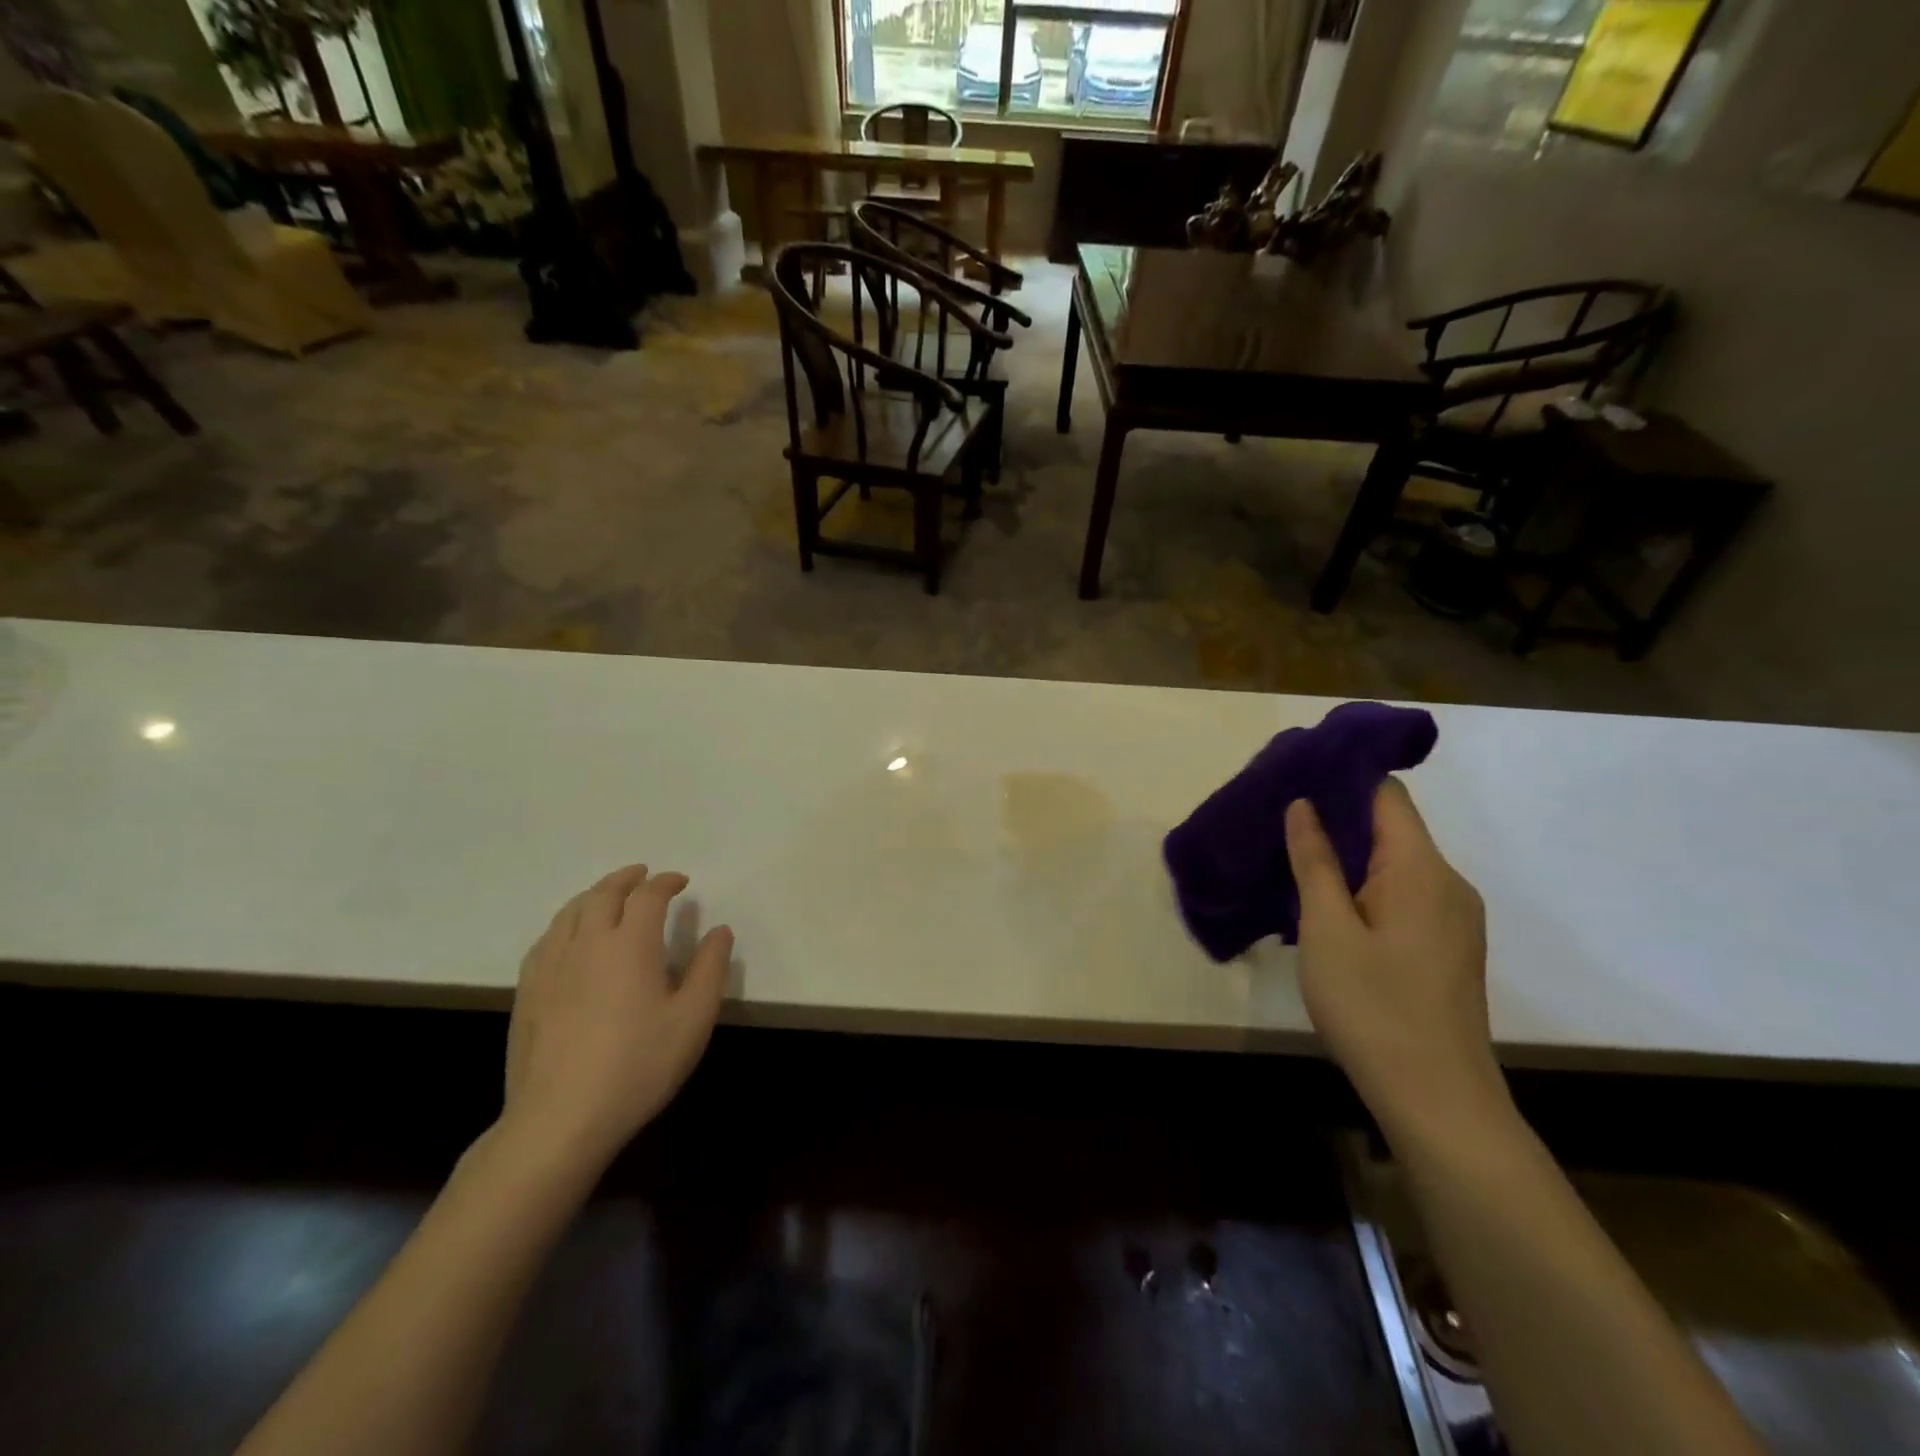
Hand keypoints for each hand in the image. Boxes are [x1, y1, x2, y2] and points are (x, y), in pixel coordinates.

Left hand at [502, 865, 732, 1174]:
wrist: (560, 1118)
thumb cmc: (638, 1065)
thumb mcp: (693, 1018)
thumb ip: (710, 968)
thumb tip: (720, 930)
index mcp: (631, 943)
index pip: (648, 895)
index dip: (666, 882)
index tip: (681, 882)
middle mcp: (588, 942)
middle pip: (604, 893)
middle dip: (627, 878)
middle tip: (644, 876)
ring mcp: (552, 965)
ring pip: (571, 911)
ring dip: (595, 894)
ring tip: (609, 896)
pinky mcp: (528, 990)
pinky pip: (547, 937)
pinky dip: (567, 922)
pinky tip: (571, 936)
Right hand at [1284, 780, 1506, 1149]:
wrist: (1437, 1099)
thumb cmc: (1373, 1007)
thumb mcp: (1326, 929)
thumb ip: (1314, 861)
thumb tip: (1304, 805)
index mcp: (1420, 869)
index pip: (1386, 794)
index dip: (1341, 779)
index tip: (1292, 780)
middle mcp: (1447, 882)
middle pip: (1391, 826)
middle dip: (1336, 819)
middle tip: (1278, 824)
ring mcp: (1452, 916)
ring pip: (1394, 863)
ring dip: (1347, 857)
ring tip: (1293, 862)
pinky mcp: (1447, 945)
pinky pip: (1403, 893)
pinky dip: (1364, 887)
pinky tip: (1327, 908)